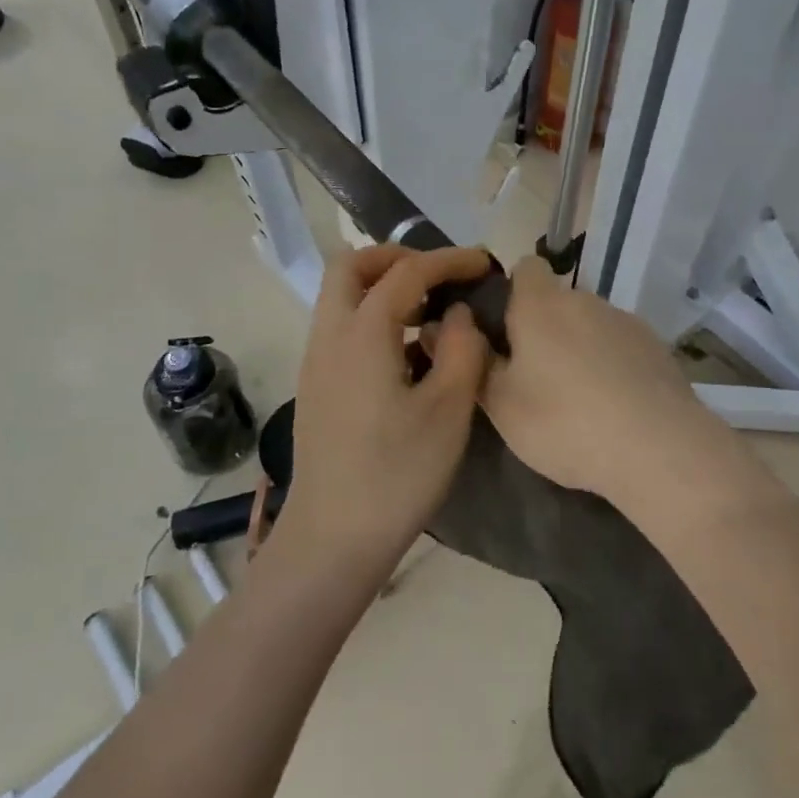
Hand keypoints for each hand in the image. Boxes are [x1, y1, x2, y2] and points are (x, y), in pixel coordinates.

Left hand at [281, 245, 493, 568]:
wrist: (332, 539)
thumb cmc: (397, 474)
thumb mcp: (448, 410)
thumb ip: (462, 349)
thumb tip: (459, 313)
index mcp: (363, 333)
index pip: (406, 272)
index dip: (448, 260)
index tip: (483, 262)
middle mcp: (330, 335)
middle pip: (351, 266)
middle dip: (396, 258)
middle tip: (439, 276)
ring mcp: (315, 360)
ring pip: (340, 296)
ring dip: (382, 286)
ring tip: (429, 312)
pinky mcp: (315, 385)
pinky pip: (340, 326)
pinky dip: (370, 315)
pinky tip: (406, 352)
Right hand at [479, 257, 720, 503]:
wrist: (659, 447)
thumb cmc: (564, 422)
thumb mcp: (502, 405)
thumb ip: (476, 363)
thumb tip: (448, 332)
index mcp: (541, 305)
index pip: (525, 267)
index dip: (512, 291)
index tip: (505, 330)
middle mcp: (584, 299)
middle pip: (556, 301)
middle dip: (544, 329)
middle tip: (535, 377)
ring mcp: (625, 320)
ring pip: (590, 324)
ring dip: (579, 347)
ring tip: (579, 399)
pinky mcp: (656, 346)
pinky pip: (620, 345)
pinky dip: (612, 364)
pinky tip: (615, 406)